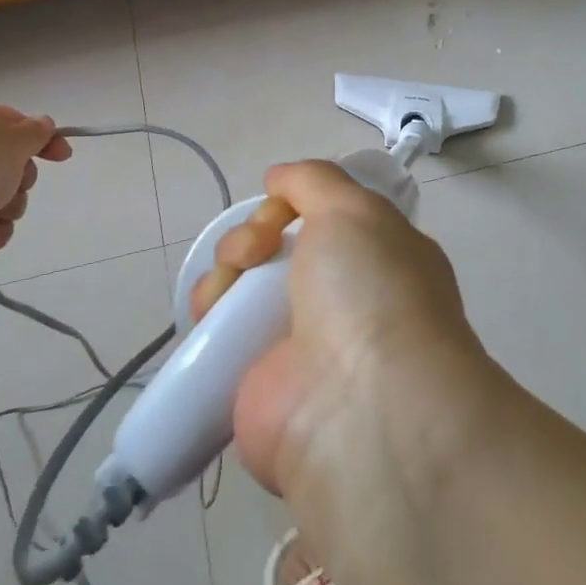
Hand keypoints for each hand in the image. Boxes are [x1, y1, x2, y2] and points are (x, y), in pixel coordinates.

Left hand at [0, 104, 71, 280]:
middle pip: (12, 164)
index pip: (15, 123)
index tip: (63, 156)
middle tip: (15, 184)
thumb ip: (36, 131)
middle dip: (23, 179)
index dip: (43, 138)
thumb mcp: (14, 140)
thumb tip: (42, 125)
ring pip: (4, 198)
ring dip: (9, 208)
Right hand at [190, 161, 498, 527]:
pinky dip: (207, 314)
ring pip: (245, 285)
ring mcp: (300, 342)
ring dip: (225, 270)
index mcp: (378, 257)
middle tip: (252, 251)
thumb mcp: (355, 209)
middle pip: (277, 247)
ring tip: (226, 283)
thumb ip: (315, 180)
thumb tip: (278, 178)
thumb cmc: (370, 291)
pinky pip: (221, 333)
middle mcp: (343, 298)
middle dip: (252, 235)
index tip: (279, 204)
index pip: (326, 215)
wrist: (360, 406)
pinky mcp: (257, 381)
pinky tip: (207, 312)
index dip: (293, 203)